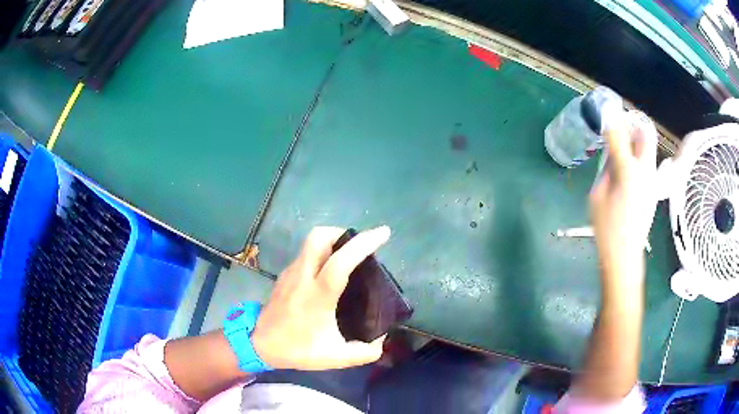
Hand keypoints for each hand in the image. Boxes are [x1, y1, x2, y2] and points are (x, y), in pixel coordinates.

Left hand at [251, 226, 390, 369]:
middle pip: (319, 237)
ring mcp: (291, 273)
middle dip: (342, 233)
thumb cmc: (297, 349)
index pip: (341, 261)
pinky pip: (305, 254)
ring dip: (331, 241)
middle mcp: (303, 277)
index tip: (383, 233)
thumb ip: (365, 352)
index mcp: (318, 296)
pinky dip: (320, 253)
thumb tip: (381, 338)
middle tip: (358, 246)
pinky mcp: (284, 275)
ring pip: (310, 243)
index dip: (363, 244)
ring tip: (347, 258)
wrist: (260, 345)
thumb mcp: (336, 357)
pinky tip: (328, 272)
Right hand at [590, 111, 657, 286]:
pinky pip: (648, 162)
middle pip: (645, 134)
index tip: (605, 111)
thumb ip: (606, 169)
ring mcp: (652, 180)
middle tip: (621, 124)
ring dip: (637, 138)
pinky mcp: (653, 189)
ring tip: (623, 141)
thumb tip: (611, 154)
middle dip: (633, 123)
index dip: (611, 120)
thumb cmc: (607, 228)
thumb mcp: (597, 195)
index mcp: (627, 171)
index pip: (619, 134)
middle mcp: (644, 170)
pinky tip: (628, 165)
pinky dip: (639, 155)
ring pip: (649, 147)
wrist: (625, 255)